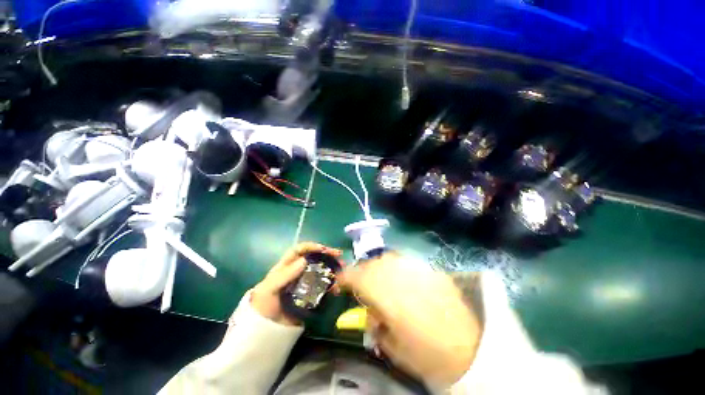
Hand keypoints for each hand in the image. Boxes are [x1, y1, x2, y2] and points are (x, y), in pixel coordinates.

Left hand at [251, 242, 341, 326]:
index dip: (311, 246)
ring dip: (332, 268)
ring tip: (342, 269)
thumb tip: (305, 260)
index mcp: (286, 266)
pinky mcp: (311, 295)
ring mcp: (305, 283)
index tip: (323, 249)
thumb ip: (285, 274)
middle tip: (338, 255)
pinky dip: (331, 285)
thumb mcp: (269, 288)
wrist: (265, 332)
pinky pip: (323, 287)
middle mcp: (297, 272)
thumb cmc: (264, 305)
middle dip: (326, 255)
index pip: (299, 250)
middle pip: (313, 258)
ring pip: (320, 271)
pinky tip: (337, 287)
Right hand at [338, 253, 482, 386]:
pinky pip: (404, 261)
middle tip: (359, 283)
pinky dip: (395, 266)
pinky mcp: (430, 269)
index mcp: (387, 296)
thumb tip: (369, 311)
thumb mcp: (394, 348)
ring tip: (378, 279)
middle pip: (372, 264)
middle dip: (361, 271)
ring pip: (387, 258)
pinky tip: (398, 277)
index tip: (339, 282)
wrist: (473, 348)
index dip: (345, 277)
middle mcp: (399, 275)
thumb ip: (376, 325)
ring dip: (377, 266)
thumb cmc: (430, 355)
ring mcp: (416, 269)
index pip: (358, 276)